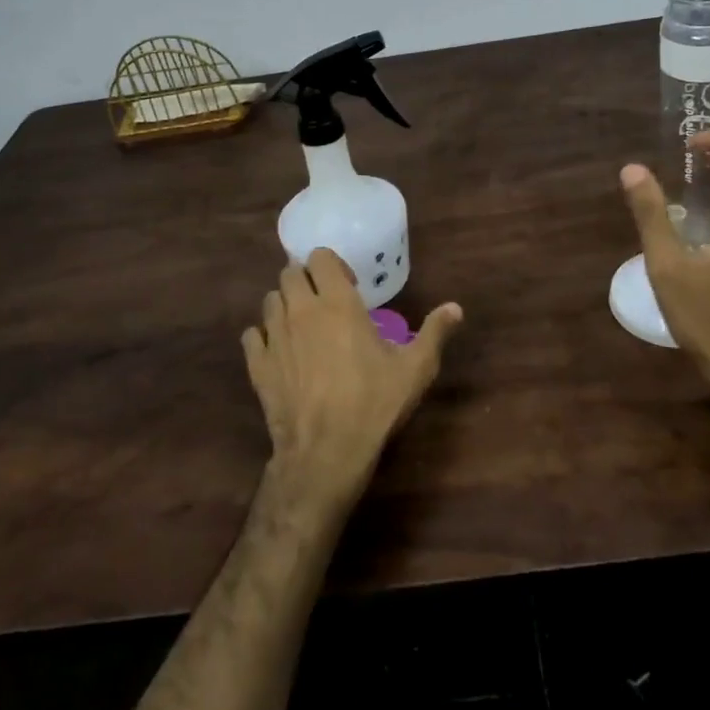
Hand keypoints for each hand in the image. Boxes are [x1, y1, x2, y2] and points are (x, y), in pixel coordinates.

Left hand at [242, 248, 463, 511]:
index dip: (332, 265)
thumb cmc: (374, 403)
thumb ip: (435, 332)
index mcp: (337, 302)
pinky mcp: (258, 364)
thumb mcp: (416, 368)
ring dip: (285, 305)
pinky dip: (264, 337)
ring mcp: (275, 336)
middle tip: (325, 303)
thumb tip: (456, 307)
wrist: (326, 452)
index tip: (349, 286)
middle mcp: (301, 310)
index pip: (320, 256)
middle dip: (306, 280)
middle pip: (290, 273)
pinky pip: (253, 335)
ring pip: (270, 300)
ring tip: (304, 326)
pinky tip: (280, 352)